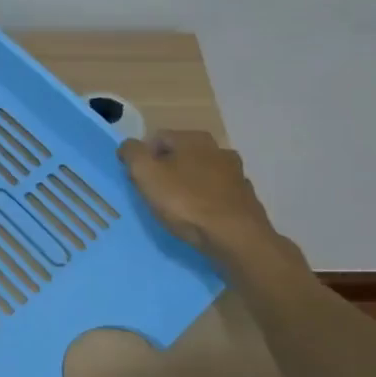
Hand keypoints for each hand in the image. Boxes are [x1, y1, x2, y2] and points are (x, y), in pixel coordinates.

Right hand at [118, 130, 301, 272]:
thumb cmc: (186, 202)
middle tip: (155, 194)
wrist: (236, 238)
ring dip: (188, 185)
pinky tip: (200, 219)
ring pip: (202, 175)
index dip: (143, 157)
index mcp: (194, 139)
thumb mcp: (146, 174)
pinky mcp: (246, 199)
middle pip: (182, 155)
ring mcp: (237, 174)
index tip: (137, 179)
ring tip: (177, 209)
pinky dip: (207, 202)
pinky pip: (217, 195)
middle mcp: (219, 149)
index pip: (158, 138)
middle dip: (167, 170)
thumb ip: (132, 154)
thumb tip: (129, 146)